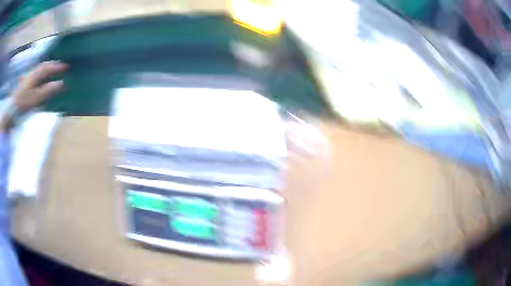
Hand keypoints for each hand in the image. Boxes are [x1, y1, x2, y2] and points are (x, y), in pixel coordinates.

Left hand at [1, 61, 67, 131]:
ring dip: (47, 68)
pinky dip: (40, 74)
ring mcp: (28, 78)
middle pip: (44, 66)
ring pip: (40, 69)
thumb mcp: (35, 98)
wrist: (11, 110)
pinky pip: (35, 75)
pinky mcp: (25, 84)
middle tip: (61, 66)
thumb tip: (62, 83)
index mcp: (36, 75)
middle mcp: (33, 73)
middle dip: (53, 64)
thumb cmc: (23, 103)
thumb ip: (48, 90)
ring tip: (52, 70)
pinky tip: (40, 78)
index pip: (49, 67)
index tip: (67, 67)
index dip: (58, 66)